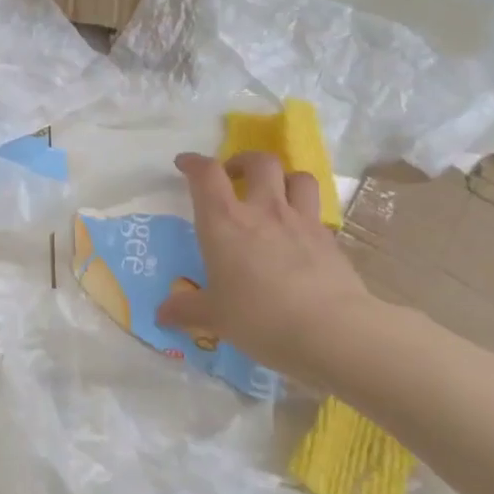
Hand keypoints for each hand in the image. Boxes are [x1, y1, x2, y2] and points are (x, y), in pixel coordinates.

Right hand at [157, 151, 379, 390]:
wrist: (332, 331)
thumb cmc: (259, 317)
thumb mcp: (214, 317)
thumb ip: (186, 310)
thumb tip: (161, 314)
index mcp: (224, 221)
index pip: (206, 174)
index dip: (194, 163)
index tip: (185, 164)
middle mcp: (263, 210)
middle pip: (259, 162)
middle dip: (243, 161)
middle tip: (234, 177)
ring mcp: (301, 222)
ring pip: (297, 177)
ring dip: (283, 178)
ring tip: (274, 195)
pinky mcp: (330, 241)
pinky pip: (317, 213)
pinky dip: (305, 214)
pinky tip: (298, 236)